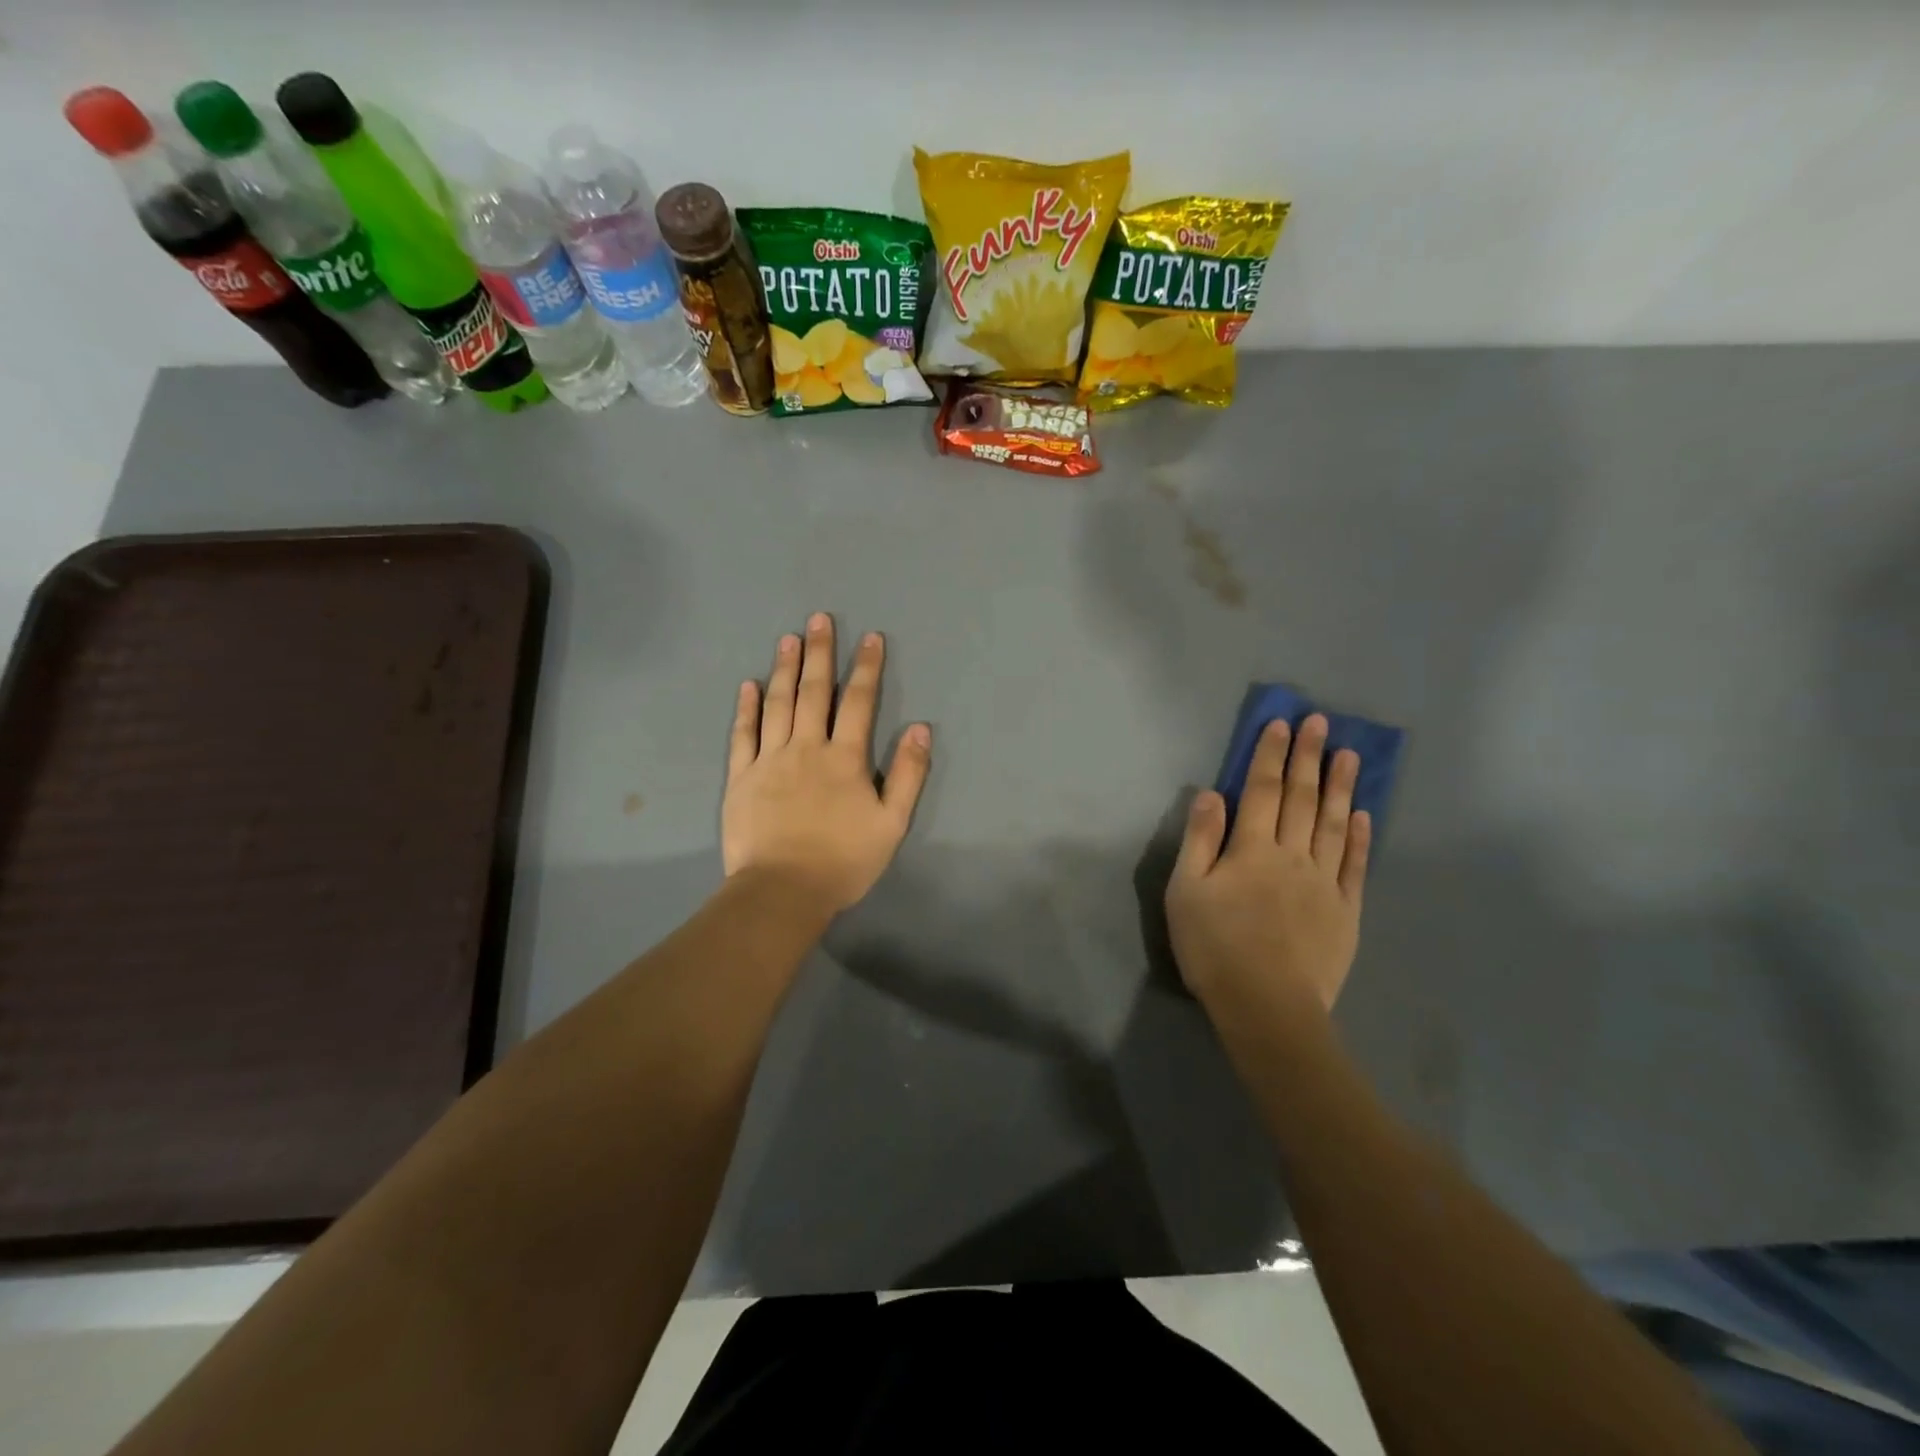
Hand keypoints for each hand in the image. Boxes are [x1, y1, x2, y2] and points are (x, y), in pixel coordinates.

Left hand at [722, 614, 931, 914]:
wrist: (783, 891)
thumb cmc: (843, 860)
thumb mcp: (892, 823)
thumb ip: (909, 774)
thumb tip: (921, 729)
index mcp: (844, 758)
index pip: (858, 702)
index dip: (866, 668)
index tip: (870, 637)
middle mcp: (806, 748)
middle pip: (814, 692)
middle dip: (820, 653)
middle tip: (819, 619)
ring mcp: (769, 760)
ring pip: (778, 704)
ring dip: (785, 669)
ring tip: (788, 638)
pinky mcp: (741, 777)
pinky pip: (743, 734)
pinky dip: (747, 708)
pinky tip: (749, 685)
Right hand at [1166, 715, 1371, 1011]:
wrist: (1267, 1007)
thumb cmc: (1215, 947)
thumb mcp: (1186, 892)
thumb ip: (1199, 840)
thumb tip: (1211, 794)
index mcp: (1251, 849)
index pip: (1262, 791)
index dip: (1270, 755)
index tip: (1281, 724)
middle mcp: (1292, 856)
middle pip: (1301, 798)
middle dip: (1308, 757)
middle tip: (1320, 722)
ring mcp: (1324, 883)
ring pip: (1333, 824)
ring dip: (1340, 787)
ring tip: (1349, 755)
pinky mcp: (1346, 911)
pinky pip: (1354, 866)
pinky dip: (1358, 838)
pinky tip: (1361, 815)